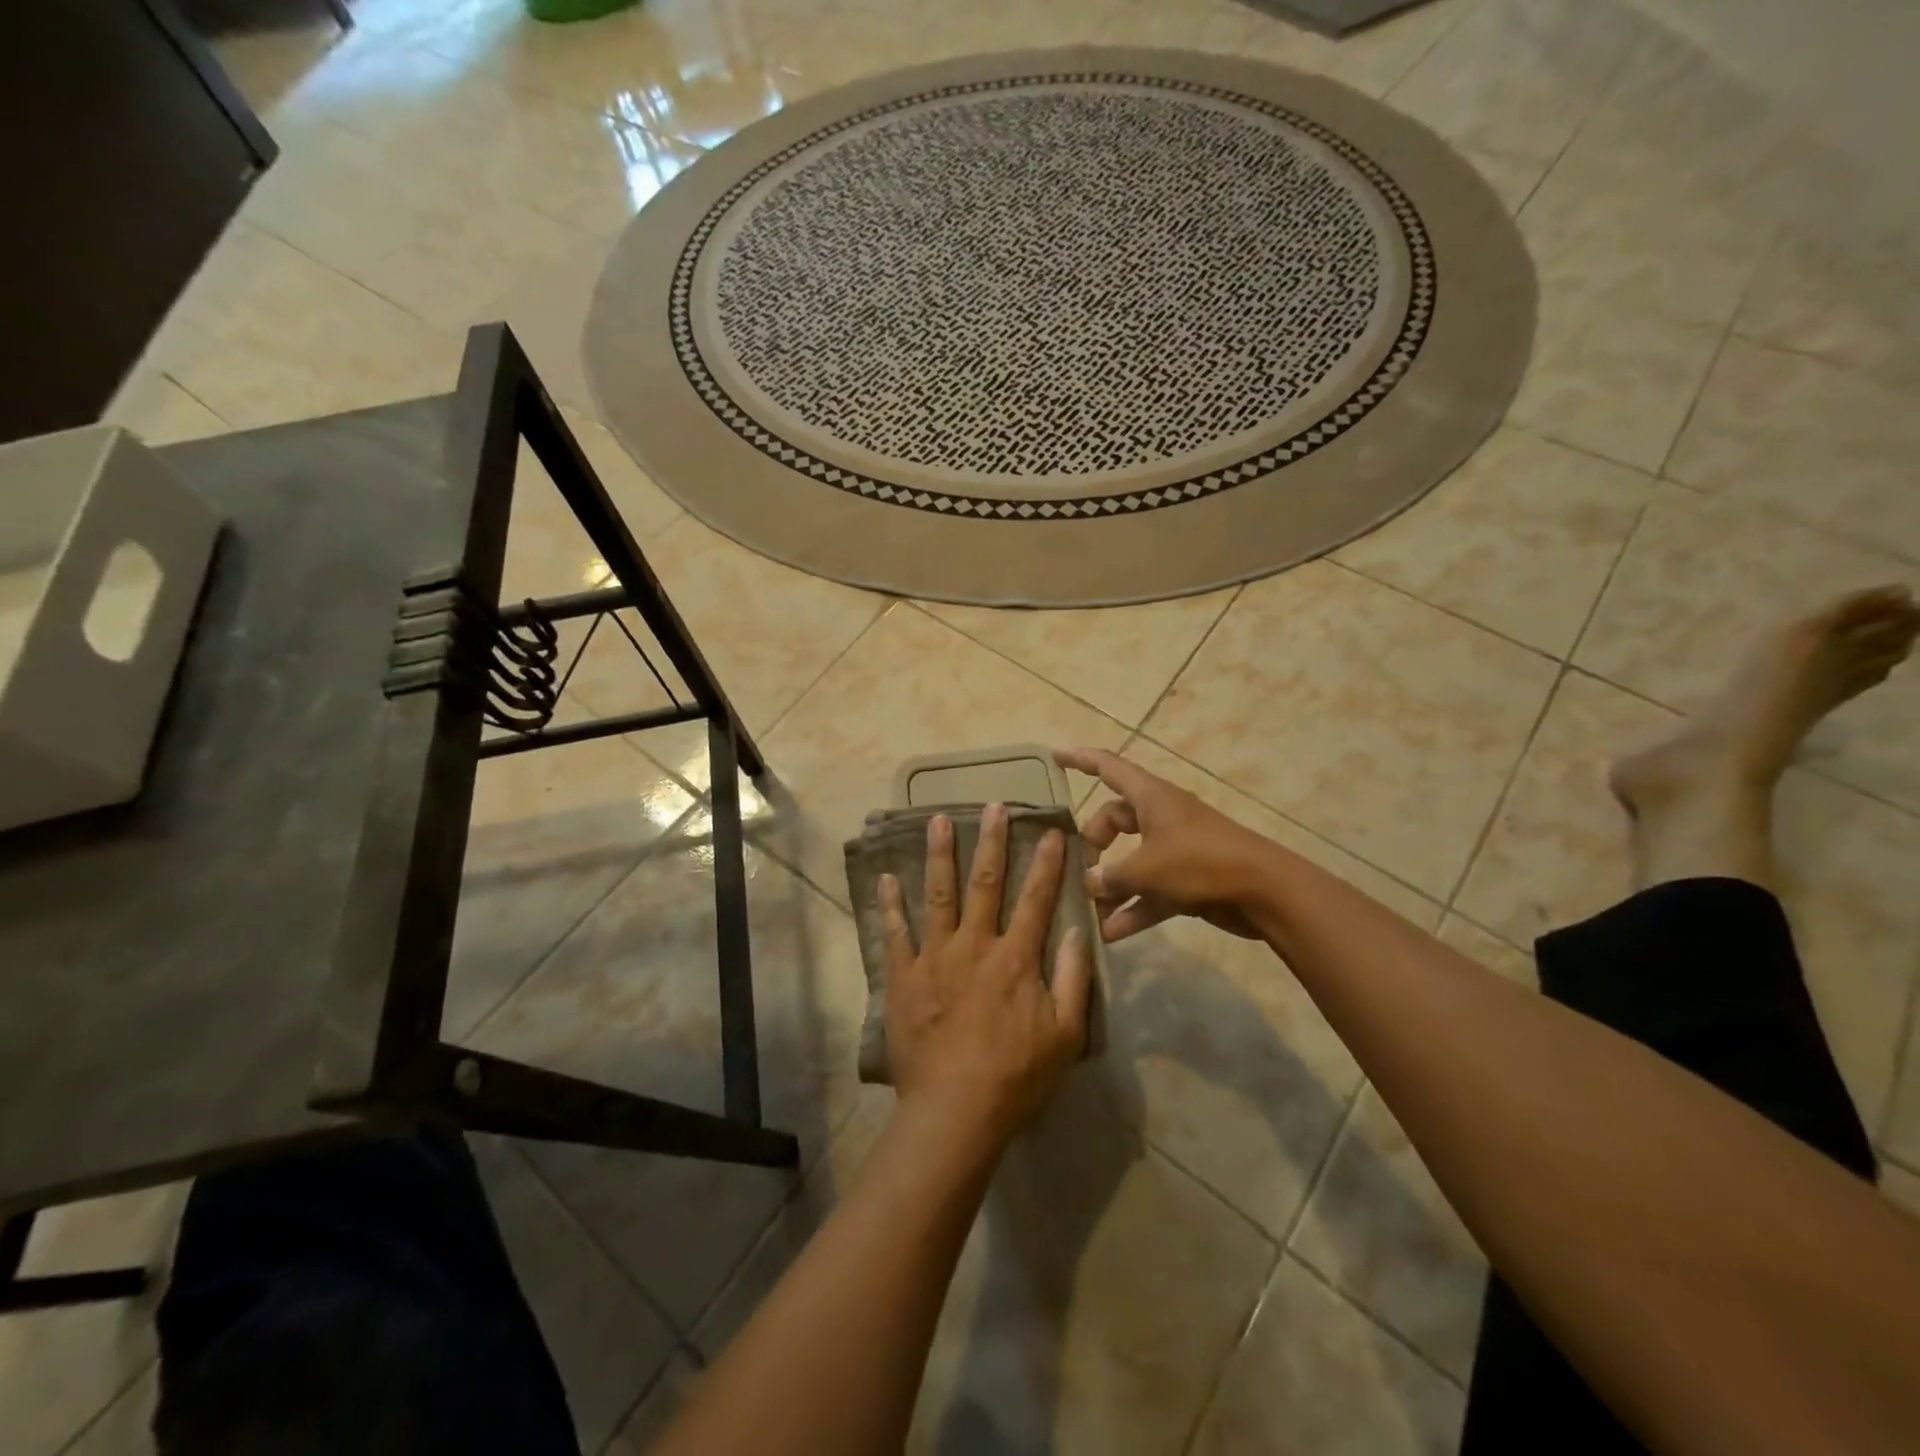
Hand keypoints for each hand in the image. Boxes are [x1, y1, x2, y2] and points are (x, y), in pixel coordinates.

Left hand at [879, 804, 1091, 1151]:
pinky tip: (886, 877)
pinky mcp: (904, 976)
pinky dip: (890, 904)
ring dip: (939, 854)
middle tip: (992, 806)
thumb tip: (1080, 931)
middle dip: (991, 841)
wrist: (955, 1110)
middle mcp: (975, 945)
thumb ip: (1075, 979)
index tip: (1050, 830)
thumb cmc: (1016, 1075)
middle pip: (985, 883)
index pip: (1036, 898)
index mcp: (1016, 958)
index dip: (1046, 862)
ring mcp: (935, 957)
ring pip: (938, 894)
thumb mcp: (1066, 1034)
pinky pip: (895, 932)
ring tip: (938, 820)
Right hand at [1056, 748, 1272, 942]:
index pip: (1108, 767)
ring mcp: (1175, 849)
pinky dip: (1133, 908)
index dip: (1080, 759)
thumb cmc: (1201, 863)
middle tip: (1078, 871)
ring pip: (1131, 860)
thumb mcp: (1147, 869)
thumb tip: (1088, 883)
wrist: (1264, 892)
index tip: (1053, 757)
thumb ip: (1110, 877)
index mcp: (1151, 797)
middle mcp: (1161, 817)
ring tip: (1087, 912)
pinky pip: (1150, 891)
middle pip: (1114, 820)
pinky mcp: (1187, 879)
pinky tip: (1112, 934)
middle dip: (1093, 845)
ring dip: (1111, 885)